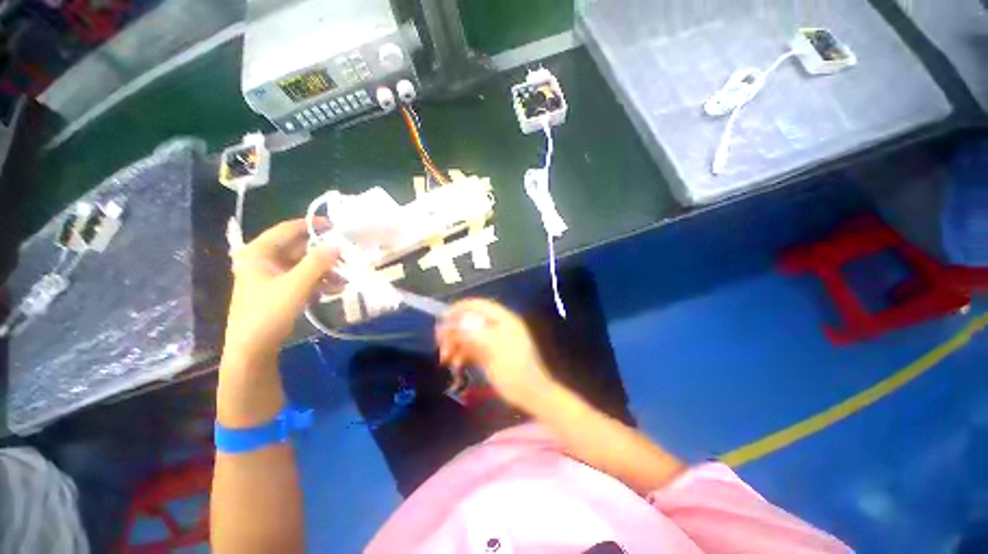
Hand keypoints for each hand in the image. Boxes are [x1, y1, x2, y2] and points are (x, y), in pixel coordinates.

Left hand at [224, 219, 340, 362]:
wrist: (252, 349)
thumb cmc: (269, 313)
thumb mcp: (296, 285)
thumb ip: (318, 263)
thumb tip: (337, 244)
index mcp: (259, 253)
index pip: (287, 229)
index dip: (311, 225)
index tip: (335, 226)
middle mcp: (263, 260)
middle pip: (298, 248)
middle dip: (323, 253)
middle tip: (346, 256)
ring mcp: (270, 276)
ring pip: (302, 264)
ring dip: (324, 270)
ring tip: (344, 279)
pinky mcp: (278, 290)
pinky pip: (302, 278)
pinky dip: (318, 281)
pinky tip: (334, 289)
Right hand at [436, 299, 558, 412]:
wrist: (531, 395)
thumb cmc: (515, 370)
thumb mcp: (494, 350)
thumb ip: (474, 333)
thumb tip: (455, 321)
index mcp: (503, 319)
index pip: (478, 305)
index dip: (459, 309)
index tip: (442, 320)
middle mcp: (497, 326)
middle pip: (470, 320)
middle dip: (454, 330)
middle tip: (440, 343)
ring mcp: (493, 340)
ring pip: (469, 335)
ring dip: (455, 344)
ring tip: (445, 359)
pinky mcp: (490, 353)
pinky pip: (472, 348)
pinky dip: (462, 354)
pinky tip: (456, 365)